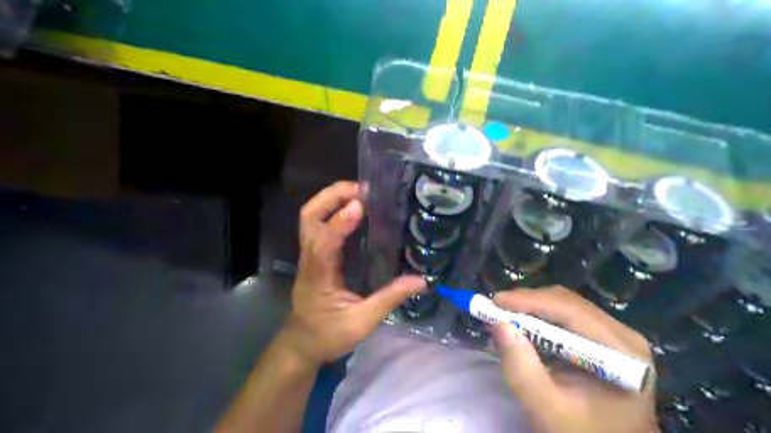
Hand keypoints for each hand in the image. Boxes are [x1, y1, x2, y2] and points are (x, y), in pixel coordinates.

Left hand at [282, 181, 427, 367]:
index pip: (323, 243)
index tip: (361, 206)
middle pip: (309, 216)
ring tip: (362, 194)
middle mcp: (310, 258)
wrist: (302, 344)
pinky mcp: (315, 255)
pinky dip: (336, 210)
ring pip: (311, 217)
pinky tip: (357, 210)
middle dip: (332, 196)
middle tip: (362, 190)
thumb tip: (421, 281)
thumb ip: (390, 299)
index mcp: (318, 275)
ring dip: (333, 199)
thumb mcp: (362, 322)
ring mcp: (309, 255)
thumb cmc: (328, 335)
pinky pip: (320, 224)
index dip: (340, 222)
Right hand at [494, 287, 654, 431]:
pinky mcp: (603, 342)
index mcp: (619, 351)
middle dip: (527, 303)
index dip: (529, 300)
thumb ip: (523, 370)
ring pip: (564, 307)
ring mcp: (614, 337)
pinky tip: (521, 329)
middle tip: (494, 310)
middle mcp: (622, 335)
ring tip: (503, 318)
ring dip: (531, 310)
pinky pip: (566, 319)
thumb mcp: (547, 409)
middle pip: (567, 303)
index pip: (570, 309)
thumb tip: (500, 325)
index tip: (495, 301)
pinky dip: (539, 321)